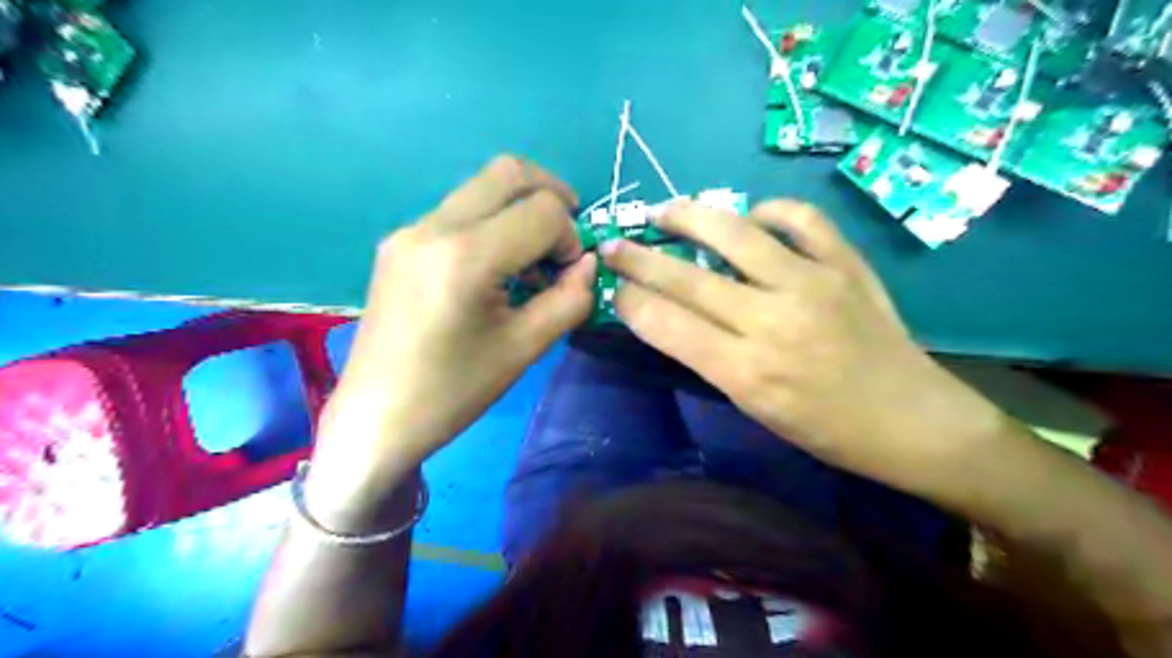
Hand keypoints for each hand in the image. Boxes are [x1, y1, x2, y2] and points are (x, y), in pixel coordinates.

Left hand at [306, 156, 595, 521]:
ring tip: (532, 258)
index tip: (569, 275)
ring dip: (519, 209)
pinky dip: (492, 223)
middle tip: (567, 235)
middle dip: (551, 195)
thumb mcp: (525, 348)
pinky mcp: (399, 243)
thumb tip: (588, 264)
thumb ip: (569, 299)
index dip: (570, 236)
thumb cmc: (454, 391)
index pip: (541, 210)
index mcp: (466, 255)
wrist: (378, 417)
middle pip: (508, 172)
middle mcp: (433, 227)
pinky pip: (459, 211)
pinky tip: (496, 266)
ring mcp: (410, 231)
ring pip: (481, 188)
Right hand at [604, 203, 1007, 490]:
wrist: (912, 420)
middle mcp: (772, 321)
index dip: (630, 301)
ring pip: (734, 233)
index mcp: (746, 372)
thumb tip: (669, 316)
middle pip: (686, 278)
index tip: (612, 289)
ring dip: (689, 216)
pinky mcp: (845, 264)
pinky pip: (799, 218)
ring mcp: (812, 284)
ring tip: (664, 211)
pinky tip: (751, 217)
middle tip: (613, 245)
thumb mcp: (754, 408)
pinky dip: (768, 211)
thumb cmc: (826, 430)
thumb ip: (709, 358)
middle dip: (638, 259)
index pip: (667, 324)